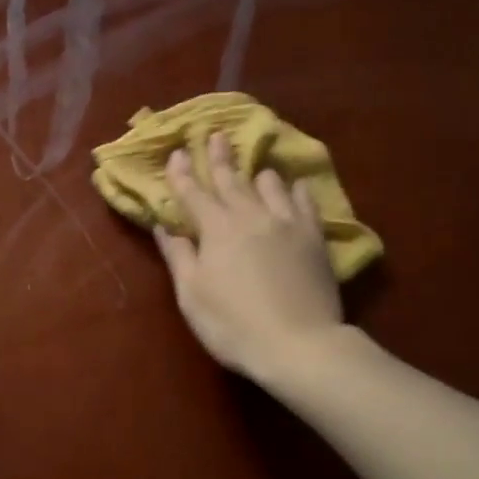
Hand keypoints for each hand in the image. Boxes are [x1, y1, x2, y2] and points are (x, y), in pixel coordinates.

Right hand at [154, 131, 344, 380]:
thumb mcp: (192, 295)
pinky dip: (296, 190)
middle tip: (214, 134)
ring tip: (255, 166)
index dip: (182, 173)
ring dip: (257, 173)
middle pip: (231, 180)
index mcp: (216, 229)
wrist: (299, 344)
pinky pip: (305, 202)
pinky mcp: (314, 237)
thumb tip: (164, 226)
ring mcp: (286, 223)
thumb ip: (179, 256)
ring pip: (270, 185)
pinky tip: (295, 185)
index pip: (193, 193)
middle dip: (219, 157)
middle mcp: (251, 215)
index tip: (177, 152)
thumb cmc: (233, 324)